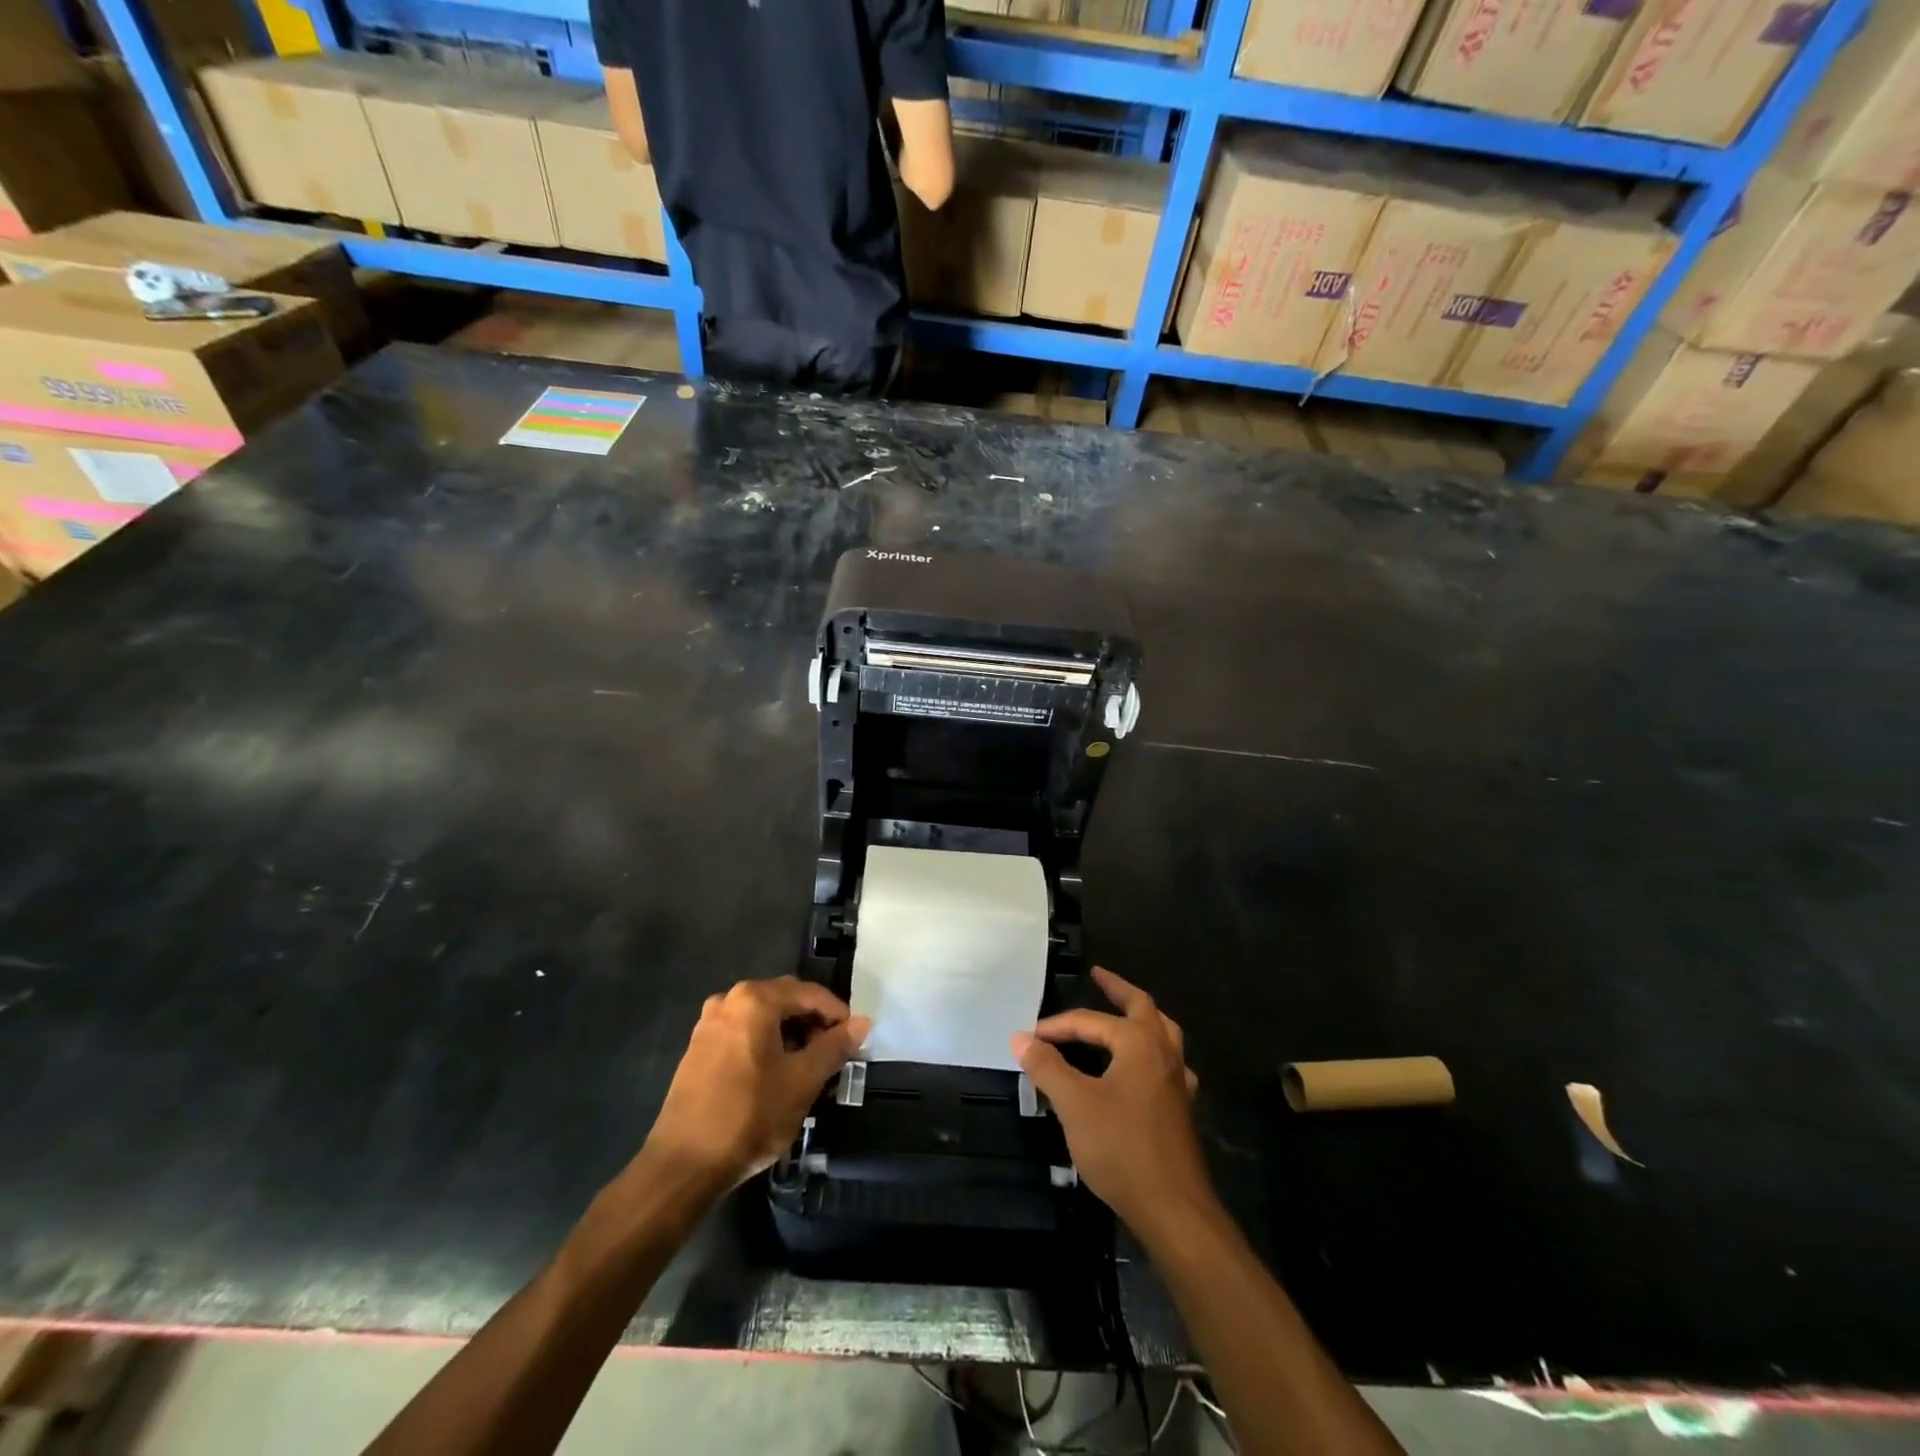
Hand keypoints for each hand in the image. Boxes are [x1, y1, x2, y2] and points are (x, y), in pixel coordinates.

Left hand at [642, 978, 869, 1191]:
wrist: (683, 1165)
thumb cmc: (750, 1115)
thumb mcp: (803, 1080)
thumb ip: (835, 1046)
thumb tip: (863, 1023)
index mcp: (755, 999)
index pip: (809, 993)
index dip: (837, 1014)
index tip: (854, 1039)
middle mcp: (729, 1000)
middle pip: (785, 1001)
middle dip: (813, 1023)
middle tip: (833, 1054)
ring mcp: (709, 1024)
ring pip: (763, 1019)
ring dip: (790, 1036)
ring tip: (808, 1068)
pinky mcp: (698, 1049)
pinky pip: (743, 1034)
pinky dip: (766, 1045)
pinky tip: (776, 1076)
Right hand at [1012, 967, 1212, 1242]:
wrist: (1173, 1208)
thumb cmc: (1121, 1147)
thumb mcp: (1074, 1104)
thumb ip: (1047, 1067)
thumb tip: (1021, 1037)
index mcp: (1138, 1042)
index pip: (1090, 1022)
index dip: (1057, 1027)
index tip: (1029, 1038)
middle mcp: (1163, 1052)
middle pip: (1142, 1006)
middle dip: (1118, 989)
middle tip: (1098, 976)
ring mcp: (1178, 1080)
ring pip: (1163, 1033)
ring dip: (1140, 1017)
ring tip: (1122, 1013)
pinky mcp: (1181, 1108)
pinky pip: (1167, 1064)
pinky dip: (1151, 1053)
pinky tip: (1142, 1069)